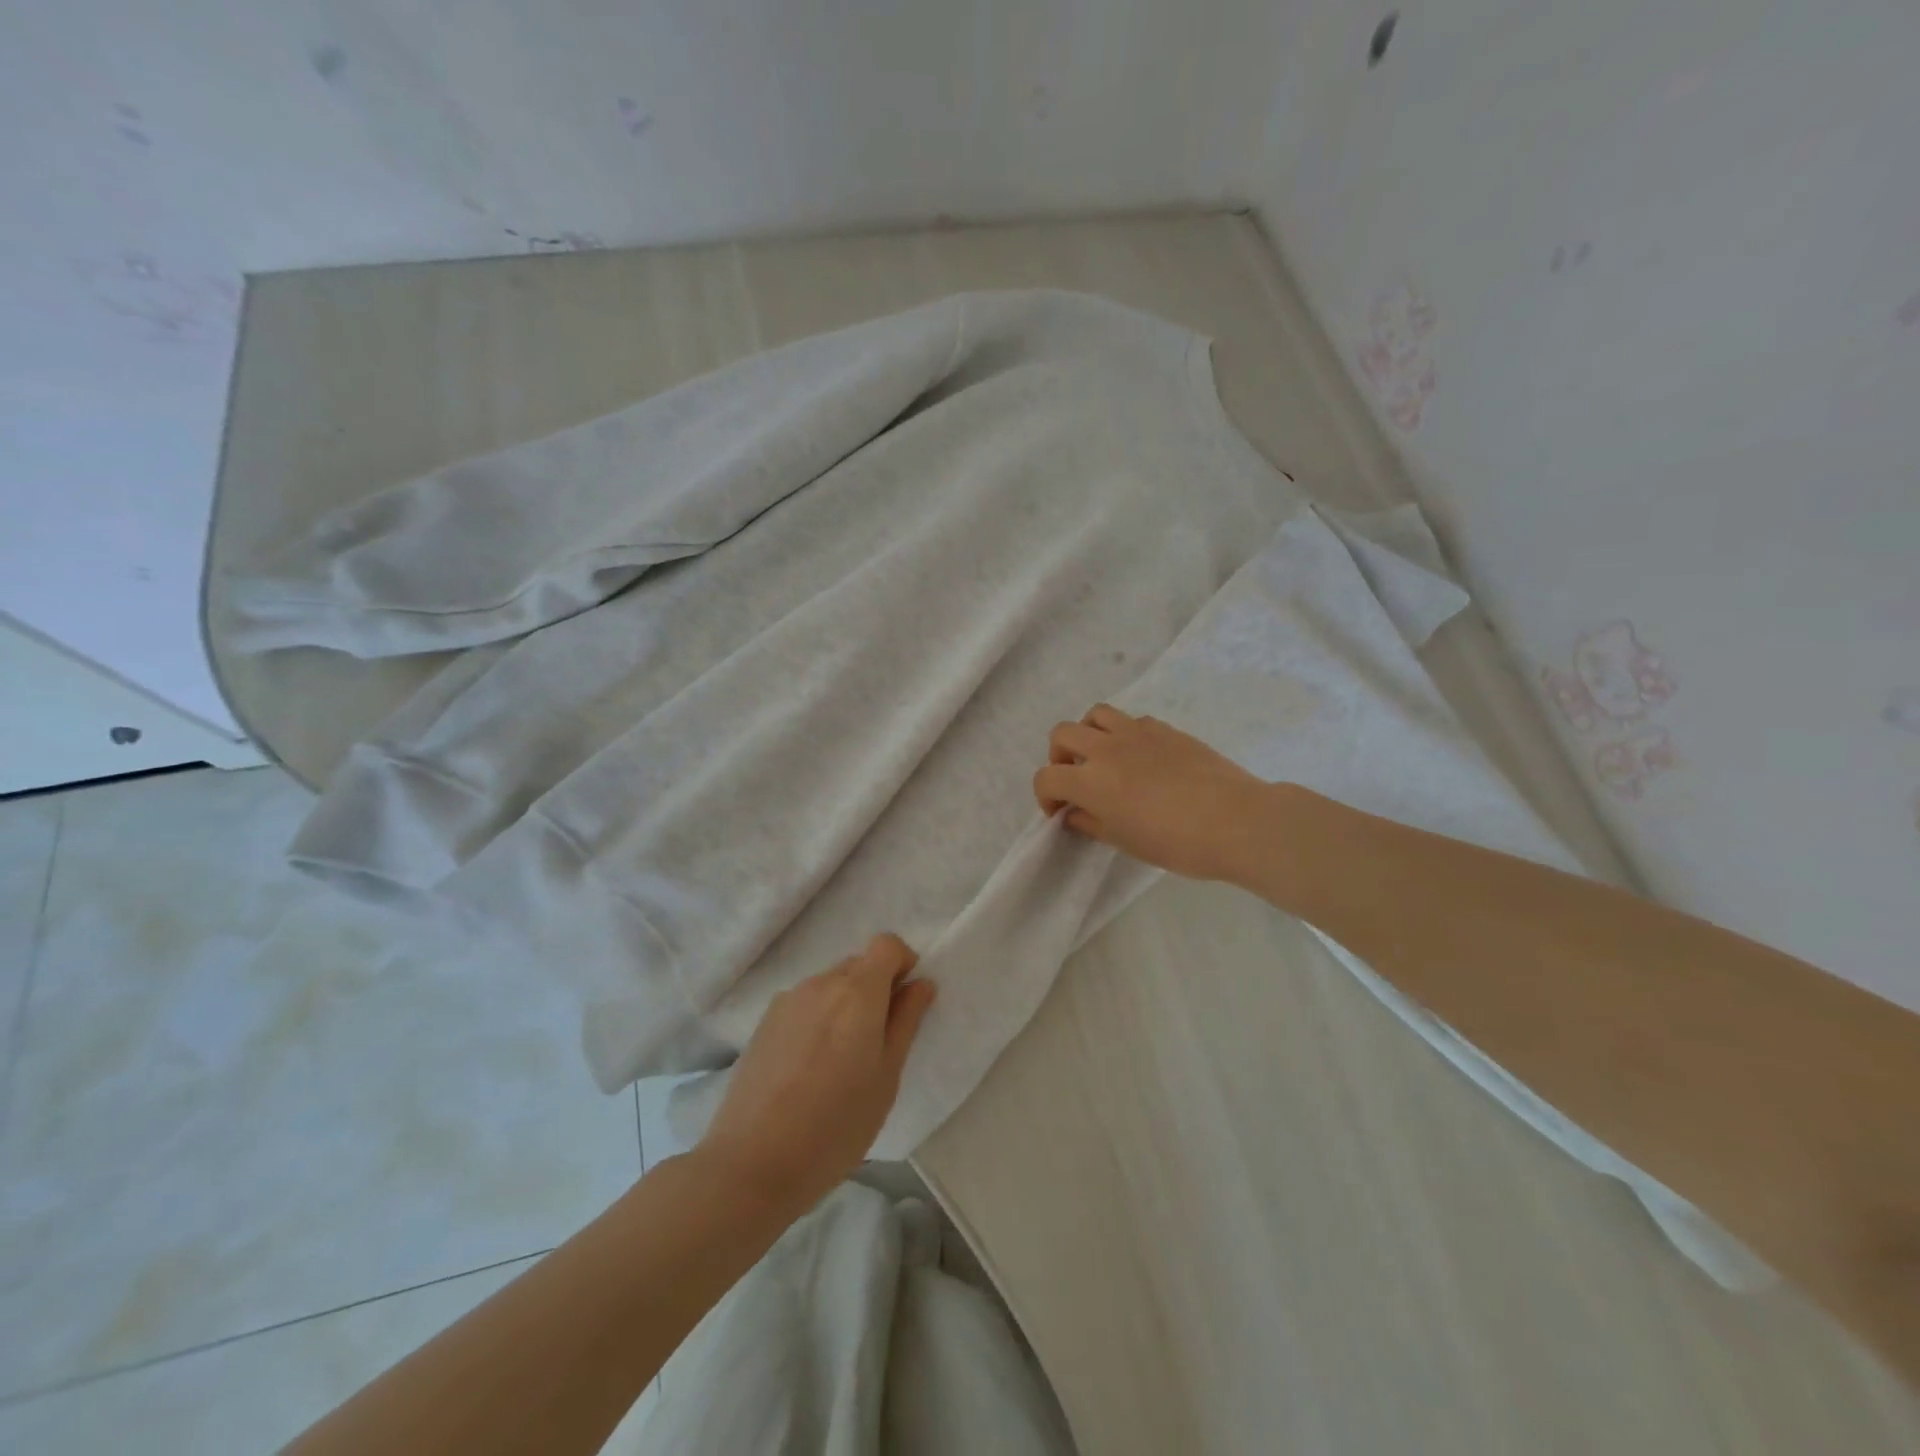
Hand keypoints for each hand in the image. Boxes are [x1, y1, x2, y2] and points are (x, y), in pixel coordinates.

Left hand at [696, 934, 935, 1214]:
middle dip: (876, 989)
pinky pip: (805, 1004)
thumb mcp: (886, 1077)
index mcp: (857, 992)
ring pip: (830, 985)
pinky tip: (809, 1068)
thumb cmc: (835, 1125)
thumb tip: (921, 983)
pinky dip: (819, 1019)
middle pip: (859, 964)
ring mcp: (788, 1000)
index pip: (887, 944)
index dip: (902, 964)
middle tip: (877, 1043)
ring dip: (846, 1006)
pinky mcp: (765, 1021)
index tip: (905, 1002)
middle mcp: (821, 983)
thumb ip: (906, 1022)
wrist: (752, 1162)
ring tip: (840, 1062)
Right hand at [1033, 703, 1271, 881]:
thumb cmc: (1177, 842)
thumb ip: (1092, 824)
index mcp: (1091, 781)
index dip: (1045, 796)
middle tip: (1075, 779)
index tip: (1059, 812)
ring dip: (1088, 734)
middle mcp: (1106, 748)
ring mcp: (1136, 732)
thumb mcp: (1126, 842)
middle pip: (1062, 734)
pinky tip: (1140, 757)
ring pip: (1095, 715)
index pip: (1047, 777)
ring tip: (1102, 757)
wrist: (1236, 820)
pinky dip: (1123, 734)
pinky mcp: (1165, 728)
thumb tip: (1074, 814)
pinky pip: (1131, 720)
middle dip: (1059, 757)